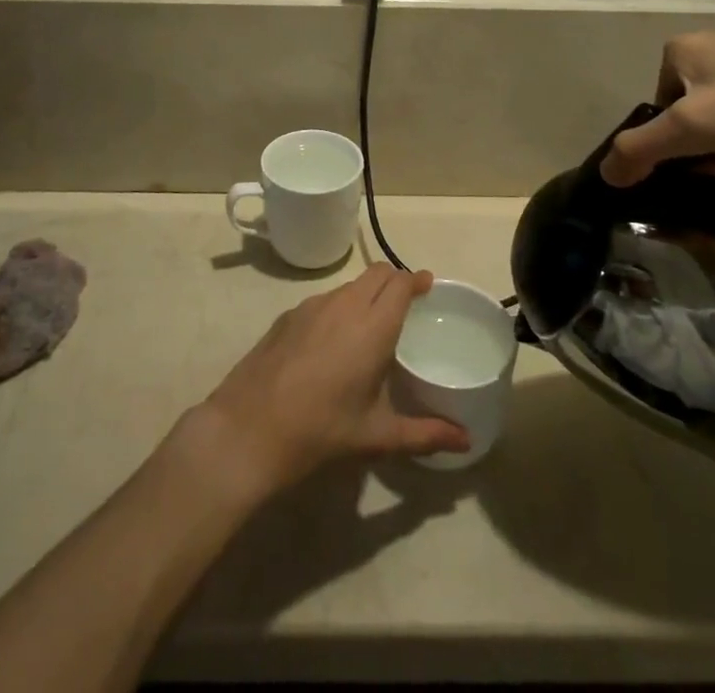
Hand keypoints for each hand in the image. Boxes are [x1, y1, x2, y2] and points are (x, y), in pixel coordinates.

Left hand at [197, 264, 470, 494]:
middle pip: (376, 273)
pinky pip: (324, 300)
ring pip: (349, 285)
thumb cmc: (321, 431)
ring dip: (367, 293)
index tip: (428, 286)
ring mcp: (311, 306)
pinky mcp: (287, 315)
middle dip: (395, 280)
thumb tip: (466, 441)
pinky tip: (334, 341)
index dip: (417, 280)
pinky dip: (340, 307)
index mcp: (372, 326)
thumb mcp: (377, 436)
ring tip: (372, 323)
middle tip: (407, 302)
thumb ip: (426, 434)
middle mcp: (344, 305)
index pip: (400, 283)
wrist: (248, 428)